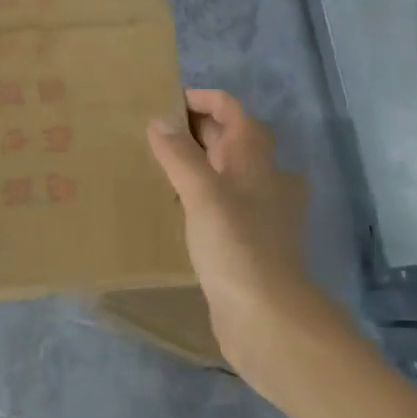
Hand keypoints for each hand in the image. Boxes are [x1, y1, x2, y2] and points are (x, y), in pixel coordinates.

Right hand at [146, 90, 324, 408]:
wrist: (267, 318)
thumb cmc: (236, 246)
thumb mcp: (202, 194)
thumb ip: (179, 155)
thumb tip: (158, 121)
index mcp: (256, 158)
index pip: (231, 110)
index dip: (201, 99)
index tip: (162, 102)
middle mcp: (263, 178)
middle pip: (230, 138)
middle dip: (193, 129)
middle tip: (149, 131)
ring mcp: (259, 212)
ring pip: (225, 172)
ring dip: (195, 161)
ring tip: (155, 164)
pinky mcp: (248, 241)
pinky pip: (221, 203)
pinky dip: (199, 194)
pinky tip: (173, 207)